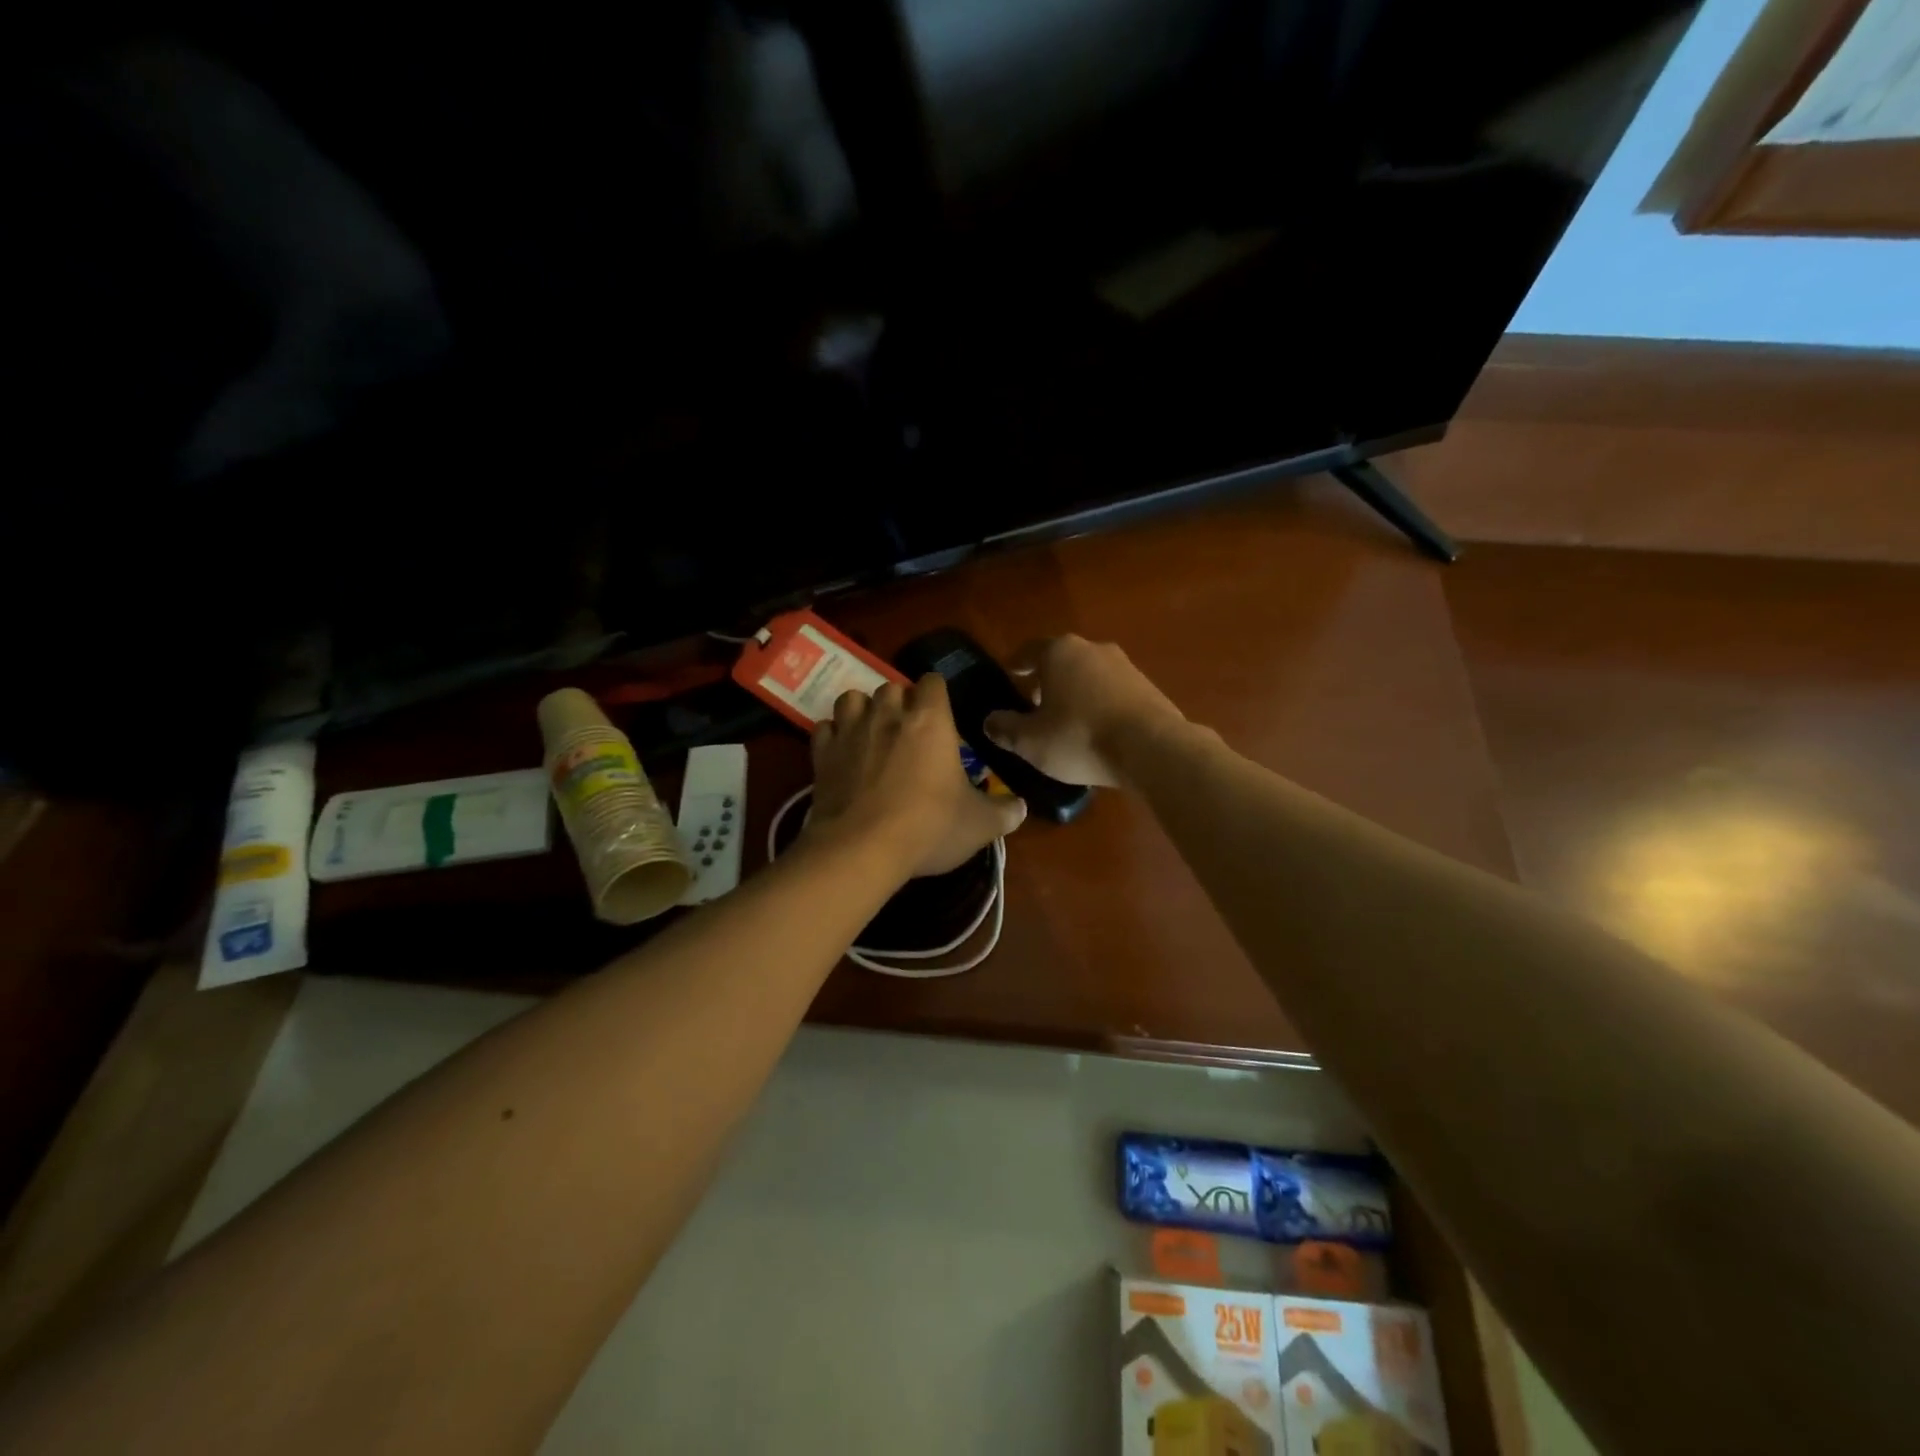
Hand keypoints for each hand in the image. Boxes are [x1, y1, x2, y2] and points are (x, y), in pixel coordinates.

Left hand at [806, 675, 1026, 877]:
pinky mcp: (822, 754)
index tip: (941, 714)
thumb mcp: (979, 825)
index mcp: (930, 721)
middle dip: (899, 703)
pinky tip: (842, 753)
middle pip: (891, 687)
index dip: (936, 694)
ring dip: (863, 710)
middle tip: (908, 730)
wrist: (861, 849)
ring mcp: (850, 732)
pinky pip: (824, 728)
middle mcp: (888, 715)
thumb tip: (1021, 807)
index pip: (932, 682)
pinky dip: (833, 735)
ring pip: (853, 698)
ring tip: (871, 733)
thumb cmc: (929, 827)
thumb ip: (1004, 812)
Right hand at [982, 635, 1185, 787]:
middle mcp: (1092, 648)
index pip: (1028, 651)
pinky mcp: (1148, 687)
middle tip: (1033, 704)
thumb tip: (989, 721)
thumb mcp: (1030, 741)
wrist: (1151, 748)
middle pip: (1061, 661)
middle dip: (1046, 680)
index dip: (1015, 664)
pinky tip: (1096, 730)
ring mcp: (1125, 665)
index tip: (1008, 675)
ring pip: (1089, 675)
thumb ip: (1005, 728)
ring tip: (1065, 721)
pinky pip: (1113, 692)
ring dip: (1075, 693)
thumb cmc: (1079, 738)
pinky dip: (1100, 705)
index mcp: (1059, 652)